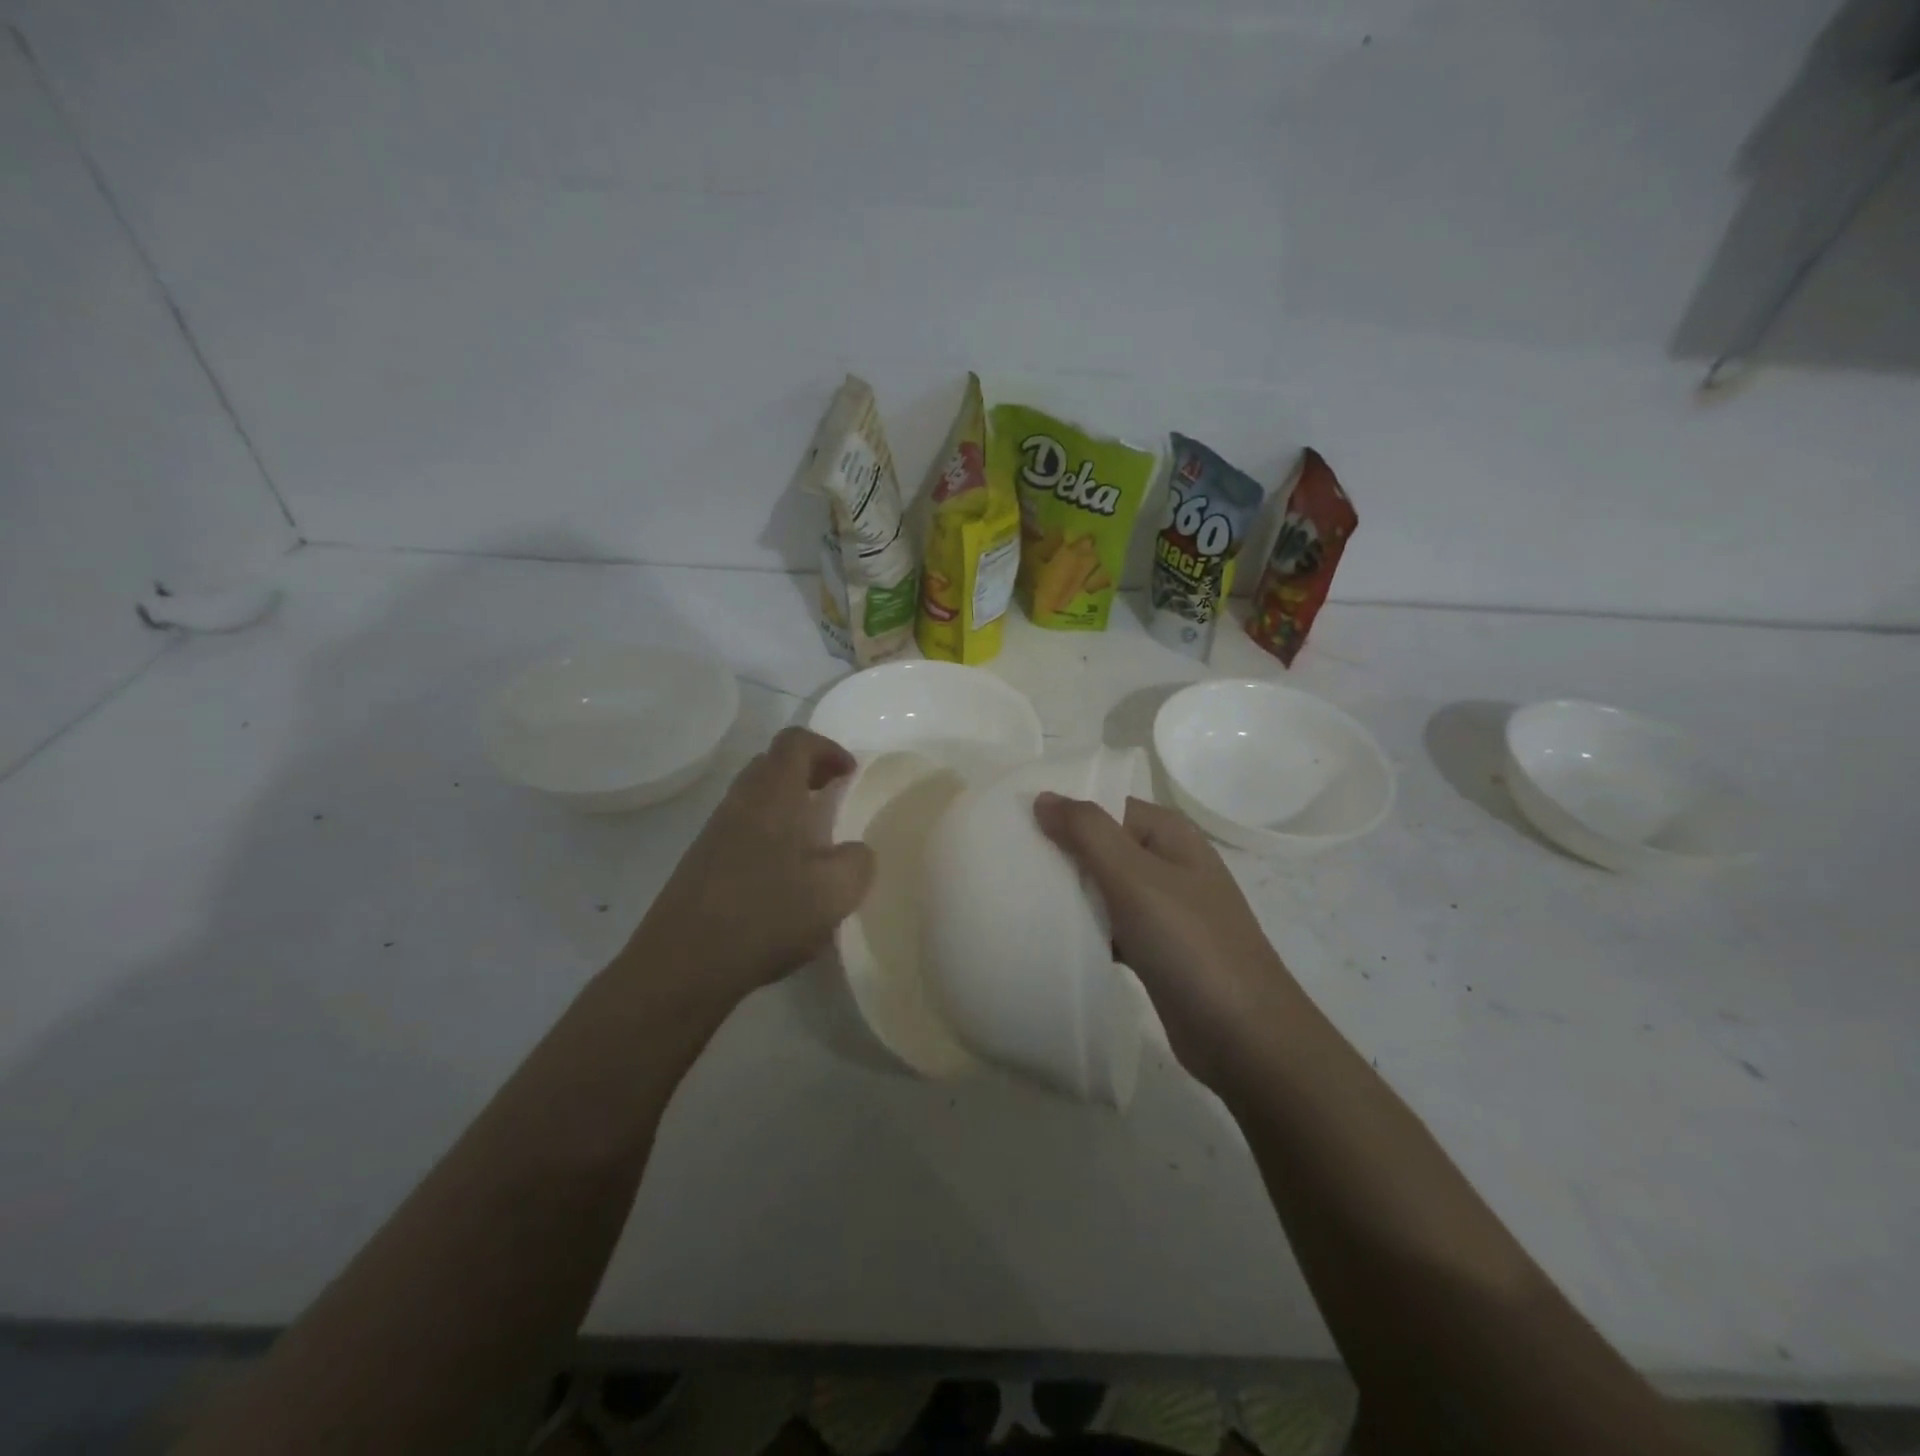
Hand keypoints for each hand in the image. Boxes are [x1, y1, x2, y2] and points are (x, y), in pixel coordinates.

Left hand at [625, 727, 873, 1011]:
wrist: (683, 964)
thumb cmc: (766, 915)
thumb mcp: (836, 892)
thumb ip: (858, 861)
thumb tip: (854, 851)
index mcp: (773, 794)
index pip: (796, 741)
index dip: (828, 748)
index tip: (849, 774)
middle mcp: (740, 802)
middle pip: (772, 763)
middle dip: (807, 771)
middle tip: (833, 797)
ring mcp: (715, 831)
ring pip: (755, 796)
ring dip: (787, 804)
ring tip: (814, 839)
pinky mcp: (702, 861)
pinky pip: (742, 826)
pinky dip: (769, 831)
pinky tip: (784, 874)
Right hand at [1034, 792, 1296, 1088]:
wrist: (1244, 1036)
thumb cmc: (1190, 943)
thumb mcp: (1135, 877)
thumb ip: (1088, 832)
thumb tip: (1044, 796)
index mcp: (1169, 834)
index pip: (1105, 805)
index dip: (1062, 809)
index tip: (1011, 819)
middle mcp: (1167, 863)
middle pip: (1101, 845)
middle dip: (1059, 852)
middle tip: (1004, 858)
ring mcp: (1163, 909)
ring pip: (1102, 887)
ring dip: (1067, 891)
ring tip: (1014, 893)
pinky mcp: (1155, 949)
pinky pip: (1108, 925)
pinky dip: (1083, 927)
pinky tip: (1047, 935)